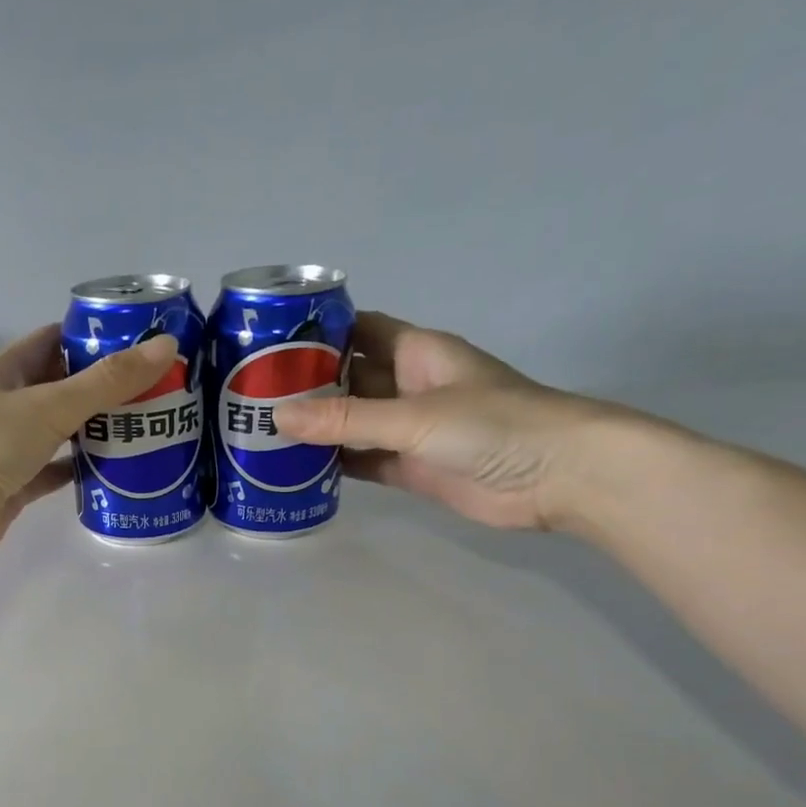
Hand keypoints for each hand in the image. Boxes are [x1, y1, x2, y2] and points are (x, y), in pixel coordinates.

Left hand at [0, 324, 179, 559]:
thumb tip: (166, 347)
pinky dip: (79, 469)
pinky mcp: (15, 484)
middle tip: (152, 389)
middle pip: (60, 387)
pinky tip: (113, 470)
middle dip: (102, 387)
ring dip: (93, 429)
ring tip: (142, 426)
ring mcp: (9, 446)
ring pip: (59, 431)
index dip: (92, 337)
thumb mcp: (53, 405)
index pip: (53, 340)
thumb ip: (108, 381)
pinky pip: (54, 470)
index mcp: (6, 371)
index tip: (136, 342)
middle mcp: (6, 404)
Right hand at [271, 313, 623, 531]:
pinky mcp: (411, 468)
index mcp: (415, 352)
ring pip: (351, 424)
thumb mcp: (414, 416)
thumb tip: (277, 418)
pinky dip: (334, 465)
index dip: (316, 333)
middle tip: (248, 397)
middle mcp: (408, 385)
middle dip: (304, 386)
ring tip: (260, 435)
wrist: (557, 476)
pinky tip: (295, 470)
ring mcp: (409, 430)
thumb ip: (347, 420)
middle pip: (346, 379)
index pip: (356, 330)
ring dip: (315, 430)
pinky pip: (363, 461)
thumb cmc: (493, 425)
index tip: (265, 343)